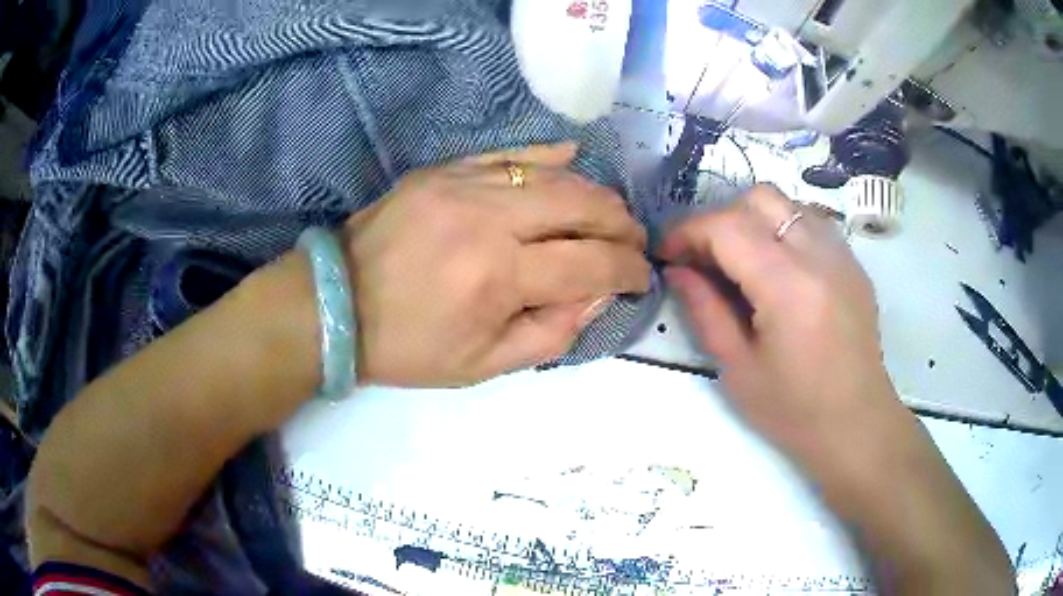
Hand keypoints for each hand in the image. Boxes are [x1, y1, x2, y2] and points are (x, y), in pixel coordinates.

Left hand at [344, 143, 650, 387]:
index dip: (628, 271)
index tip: (642, 276)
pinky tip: (573, 160)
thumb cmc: (409, 346)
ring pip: (554, 175)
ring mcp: (465, 184)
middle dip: (621, 224)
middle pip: (583, 205)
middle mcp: (489, 219)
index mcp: (499, 277)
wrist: (338, 303)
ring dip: (594, 194)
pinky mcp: (445, 169)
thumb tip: (598, 295)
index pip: (591, 264)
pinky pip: (510, 152)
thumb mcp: (483, 365)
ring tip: (608, 214)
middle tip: (633, 240)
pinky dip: (548, 156)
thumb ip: (552, 333)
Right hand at [660, 185, 904, 461]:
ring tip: (740, 260)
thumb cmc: (794, 410)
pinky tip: (777, 268)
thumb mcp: (737, 369)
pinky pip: (810, 223)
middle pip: (759, 199)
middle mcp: (818, 255)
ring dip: (753, 220)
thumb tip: (679, 270)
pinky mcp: (853, 263)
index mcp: (787, 286)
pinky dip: (783, 230)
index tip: (668, 255)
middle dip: (721, 219)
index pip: (727, 227)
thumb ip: (705, 310)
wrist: (856, 424)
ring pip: (787, 203)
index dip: (688, 232)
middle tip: (705, 258)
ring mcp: (841, 254)